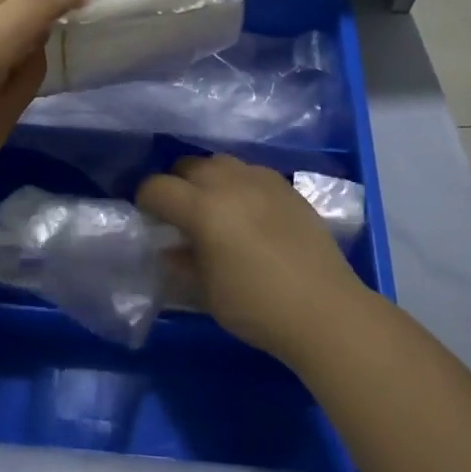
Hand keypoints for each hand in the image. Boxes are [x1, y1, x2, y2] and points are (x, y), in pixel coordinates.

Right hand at [138, 154, 368, 361]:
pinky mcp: (286, 187)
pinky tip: (248, 211)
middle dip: (177, 185)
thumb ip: (181, 263)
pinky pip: (251, 172)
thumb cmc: (256, 305)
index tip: (149, 219)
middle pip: (188, 165)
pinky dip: (239, 184)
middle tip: (181, 215)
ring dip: (208, 179)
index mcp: (202, 208)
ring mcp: (261, 180)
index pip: (157, 187)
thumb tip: (168, 249)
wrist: (324, 309)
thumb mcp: (206, 292)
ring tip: (215, 207)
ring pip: (221, 162)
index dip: (146, 201)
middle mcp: (229, 182)